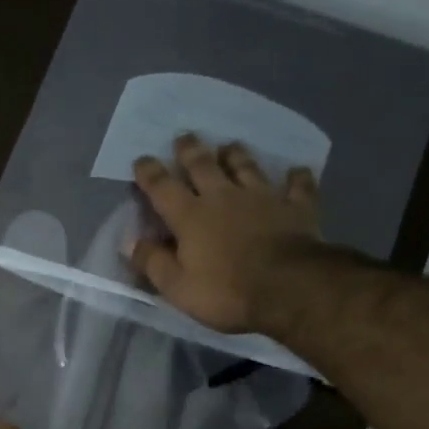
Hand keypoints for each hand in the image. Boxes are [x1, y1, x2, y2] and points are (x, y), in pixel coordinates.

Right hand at [127, 133, 321, 334]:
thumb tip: (130, 242)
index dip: (149, 172)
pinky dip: (297, 177)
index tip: (141, 160)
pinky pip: (298, 186)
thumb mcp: (177, 287)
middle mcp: (223, 197)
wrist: (288, 287)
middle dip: (190, 150)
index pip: (162, 187)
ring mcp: (263, 198)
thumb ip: (153, 262)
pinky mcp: (296, 207)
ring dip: (236, 155)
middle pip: (203, 165)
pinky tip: (297, 171)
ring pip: (247, 167)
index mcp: (190, 216)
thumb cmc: (226, 292)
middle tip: (184, 137)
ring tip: (230, 145)